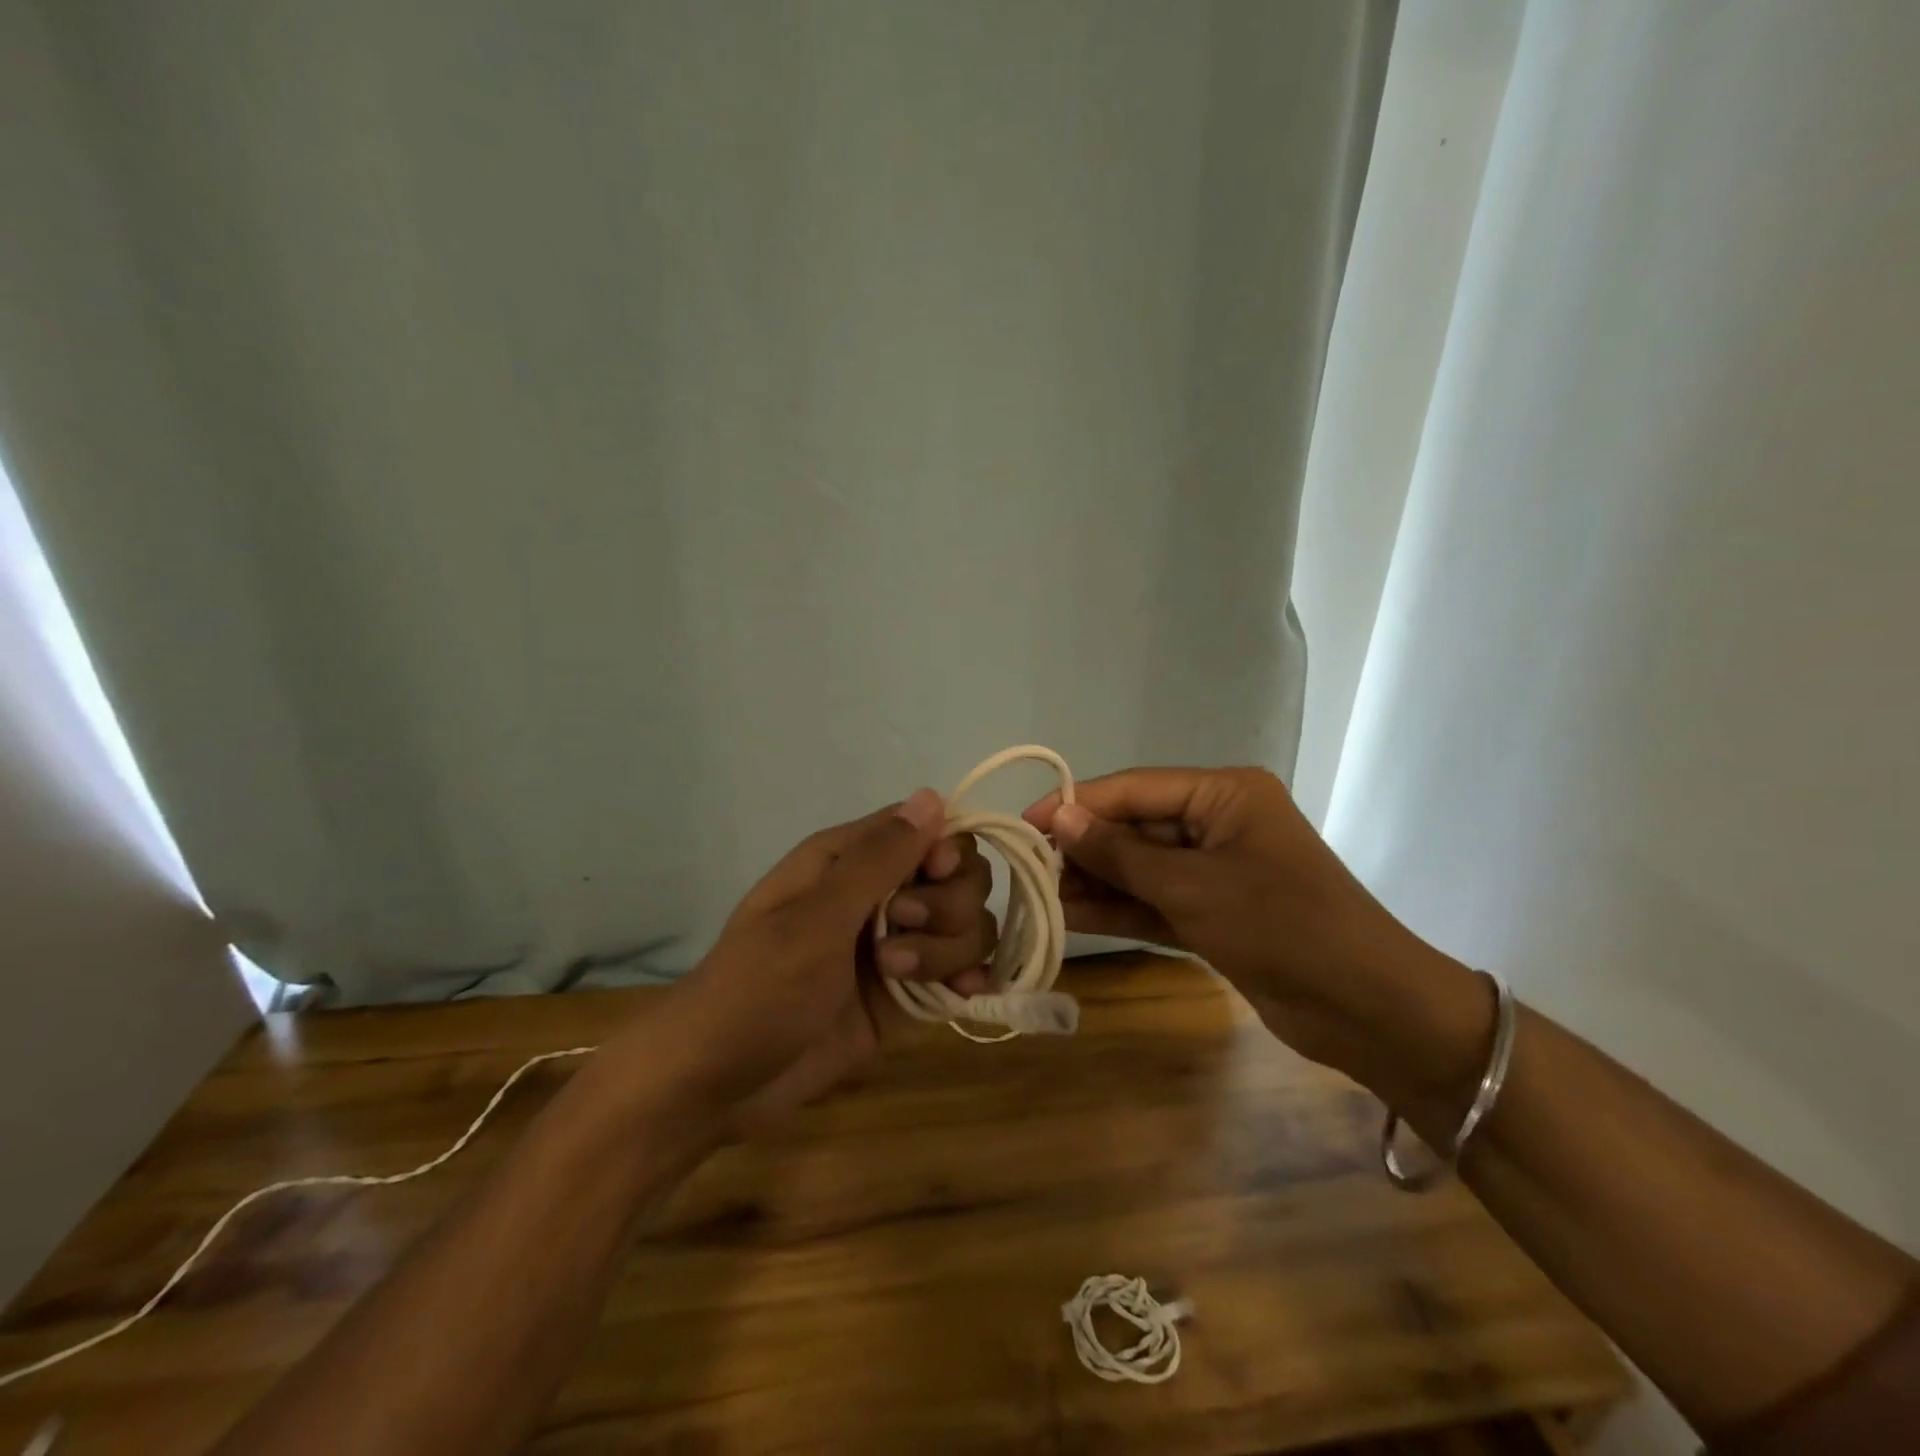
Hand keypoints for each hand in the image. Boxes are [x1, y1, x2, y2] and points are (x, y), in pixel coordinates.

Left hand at [629, 789, 996, 1134]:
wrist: (719, 1083)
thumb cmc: (757, 987)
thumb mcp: (815, 919)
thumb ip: (878, 861)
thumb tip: (932, 795)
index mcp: (849, 860)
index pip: (929, 830)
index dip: (946, 851)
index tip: (934, 878)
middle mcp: (880, 895)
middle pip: (959, 876)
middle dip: (946, 907)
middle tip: (897, 934)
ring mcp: (897, 945)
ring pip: (965, 924)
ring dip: (948, 949)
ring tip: (899, 978)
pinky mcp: (907, 993)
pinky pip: (960, 970)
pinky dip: (969, 978)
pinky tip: (963, 995)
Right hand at [1023, 767, 1488, 1099]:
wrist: (1366, 1010)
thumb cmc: (1280, 926)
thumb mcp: (1192, 886)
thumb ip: (1121, 854)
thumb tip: (1058, 819)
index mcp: (1224, 794)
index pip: (1134, 789)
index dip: (1077, 804)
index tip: (1024, 822)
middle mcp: (1218, 823)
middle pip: (1135, 827)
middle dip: (1084, 848)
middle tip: (1026, 867)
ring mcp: (1216, 871)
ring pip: (1141, 868)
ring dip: (1096, 881)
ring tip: (1039, 895)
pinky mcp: (1214, 913)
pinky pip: (1155, 901)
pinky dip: (1119, 909)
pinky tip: (1071, 916)